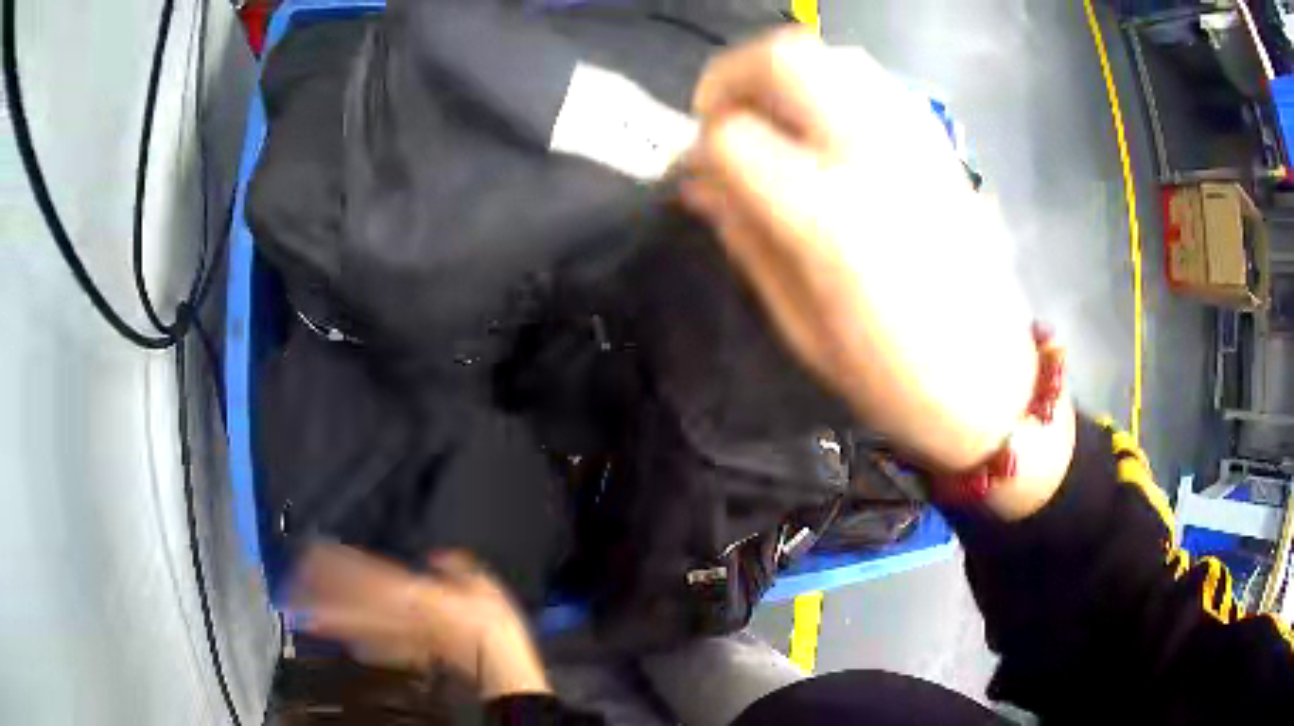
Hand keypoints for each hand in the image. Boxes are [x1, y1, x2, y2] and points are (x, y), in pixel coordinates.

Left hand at [290, 543, 549, 697]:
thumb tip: (436, 558)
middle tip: (292, 584)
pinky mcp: (405, 654)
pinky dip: (350, 639)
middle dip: (322, 593)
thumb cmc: (491, 624)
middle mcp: (400, 615)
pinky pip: (372, 646)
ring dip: (327, 617)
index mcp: (416, 593)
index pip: (368, 575)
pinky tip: (334, 635)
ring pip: (356, 624)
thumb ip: (457, 568)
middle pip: (352, 601)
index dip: (340, 565)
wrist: (496, 665)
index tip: (315, 553)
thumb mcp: (482, 584)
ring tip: (299, 610)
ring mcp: (400, 638)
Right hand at [681, 29, 1042, 473]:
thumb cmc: (892, 377)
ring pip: (830, 55)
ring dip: (781, 74)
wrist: (990, 383)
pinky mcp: (939, 144)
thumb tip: (698, 183)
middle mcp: (872, 159)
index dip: (700, 148)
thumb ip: (745, 240)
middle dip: (731, 77)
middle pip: (782, 59)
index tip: (697, 174)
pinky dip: (830, 82)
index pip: (733, 138)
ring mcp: (913, 143)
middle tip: (722, 119)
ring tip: (772, 120)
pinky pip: (871, 79)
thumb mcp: (800, 327)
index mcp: (830, 220)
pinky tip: (824, 126)